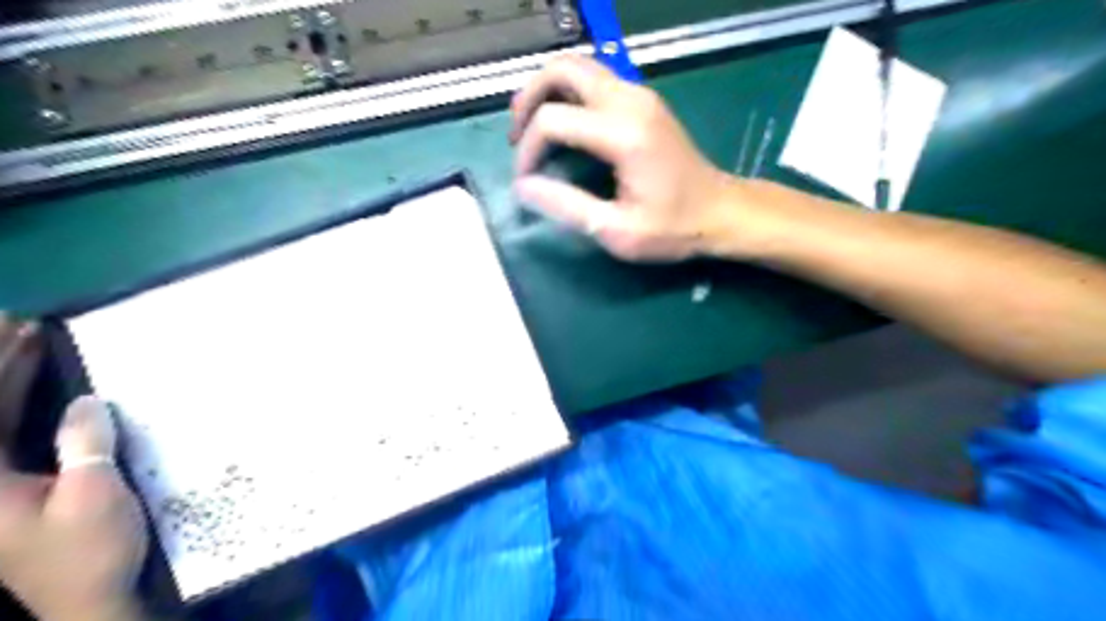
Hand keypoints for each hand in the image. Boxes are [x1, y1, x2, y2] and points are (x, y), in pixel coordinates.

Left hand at [1, 318, 144, 619]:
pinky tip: (50, 391)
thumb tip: (87, 400)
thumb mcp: (93, 494)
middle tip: (21, 326)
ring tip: (30, 345)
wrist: (91, 597)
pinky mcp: (21, 490)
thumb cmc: (89, 549)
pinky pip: (13, 437)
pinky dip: (25, 409)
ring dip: (10, 383)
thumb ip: (86, 444)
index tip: (19, 329)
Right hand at [515, 54, 746, 263]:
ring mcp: (640, 95)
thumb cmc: (674, 228)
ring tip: (532, 128)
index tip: (526, 180)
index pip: (553, 120)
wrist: (722, 212)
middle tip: (518, 136)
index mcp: (624, 134)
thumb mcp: (617, 230)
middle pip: (562, 69)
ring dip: (547, 90)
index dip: (529, 149)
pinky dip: (568, 93)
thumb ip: (567, 206)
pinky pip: (595, 79)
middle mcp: (631, 102)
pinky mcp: (644, 100)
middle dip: (529, 98)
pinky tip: (562, 125)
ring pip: (578, 67)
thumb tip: (523, 187)